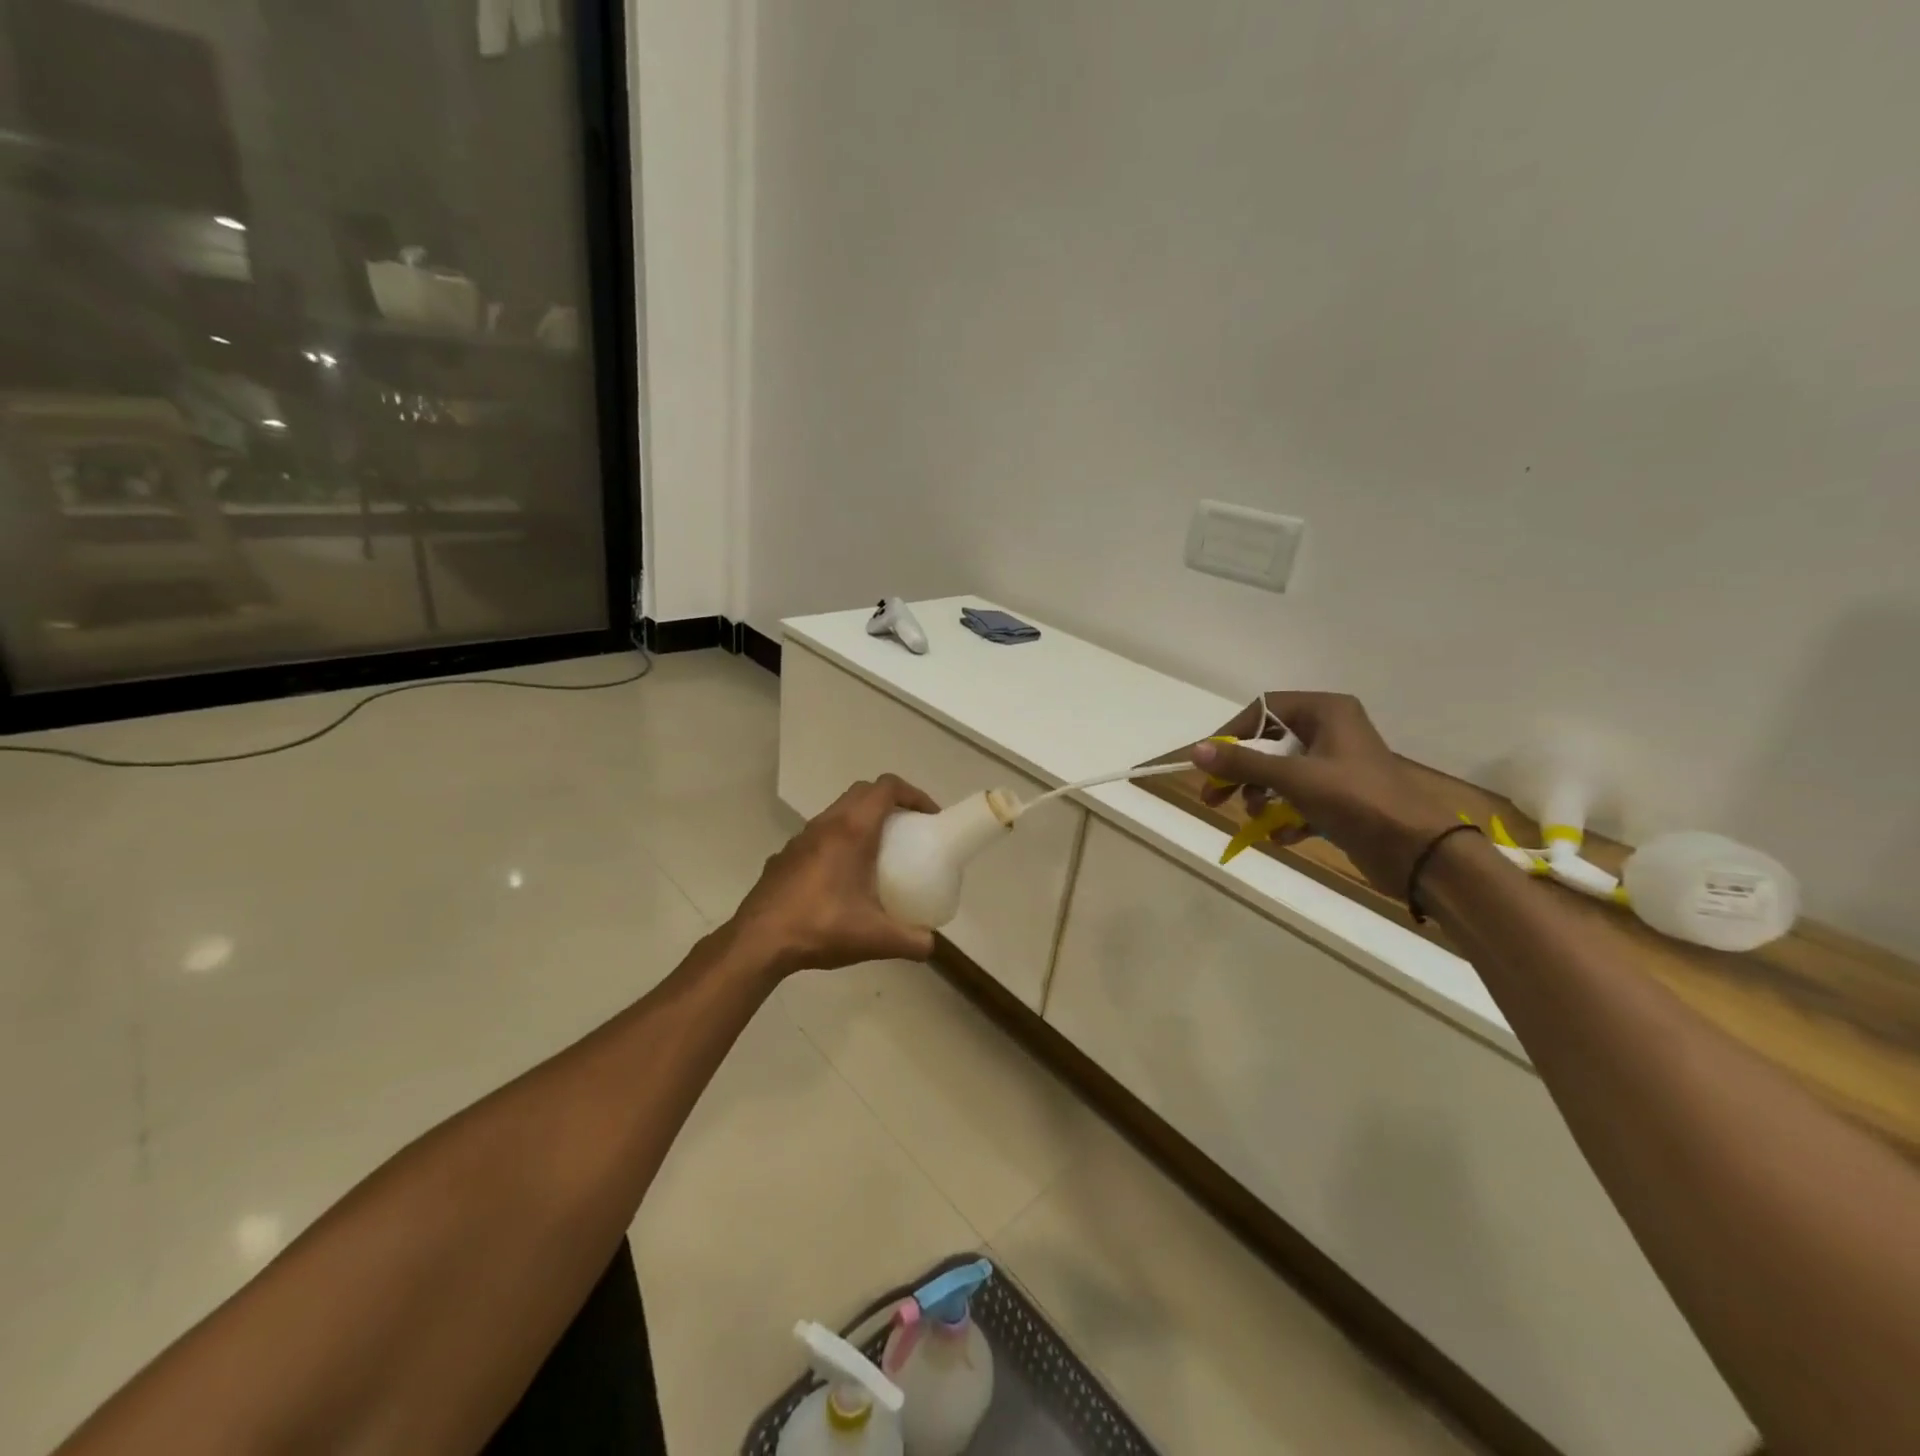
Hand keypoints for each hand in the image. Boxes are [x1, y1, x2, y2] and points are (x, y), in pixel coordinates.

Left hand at [729, 774, 940, 976]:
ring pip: (837, 812)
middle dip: (889, 802)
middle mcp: (826, 824)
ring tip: (877, 853)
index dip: (913, 794)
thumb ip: (911, 941)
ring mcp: (800, 838)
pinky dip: (838, 841)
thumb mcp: (875, 939)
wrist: (758, 942)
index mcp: (852, 830)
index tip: (928, 817)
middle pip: (862, 792)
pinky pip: (818, 835)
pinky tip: (840, 878)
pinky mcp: (784, 856)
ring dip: (861, 820)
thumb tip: (930, 944)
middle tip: (908, 829)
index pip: (886, 787)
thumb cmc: (821, 927)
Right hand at [1191, 692, 1459, 895]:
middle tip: (1214, 797)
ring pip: (1282, 772)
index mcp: (1326, 712)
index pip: (1264, 709)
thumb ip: (1243, 763)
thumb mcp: (1294, 778)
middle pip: (1269, 743)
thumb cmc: (1357, 800)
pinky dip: (1286, 815)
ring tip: (1256, 817)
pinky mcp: (1342, 797)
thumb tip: (1195, 750)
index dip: (1233, 734)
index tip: (1210, 762)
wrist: (1419, 852)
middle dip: (1241, 772)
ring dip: (1262, 795)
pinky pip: (1300, 798)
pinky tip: (1281, 836)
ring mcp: (1337, 765)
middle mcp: (1332, 731)